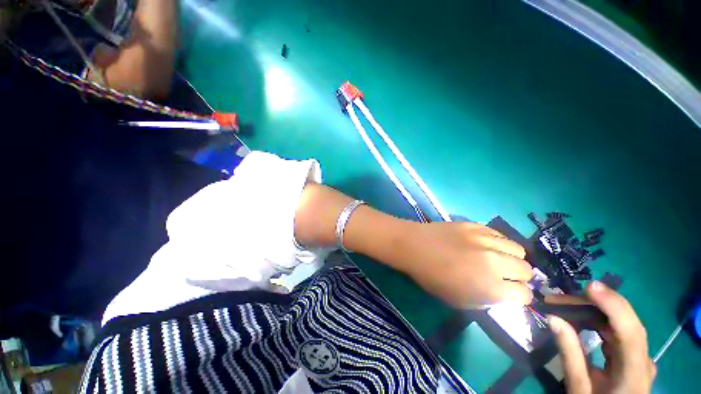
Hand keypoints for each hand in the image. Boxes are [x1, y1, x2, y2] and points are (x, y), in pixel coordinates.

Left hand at [399, 222, 532, 307]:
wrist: (415, 246)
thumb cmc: (431, 277)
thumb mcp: (459, 301)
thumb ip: (486, 300)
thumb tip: (501, 294)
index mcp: (492, 287)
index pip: (524, 294)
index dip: (519, 296)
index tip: (510, 293)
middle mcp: (496, 262)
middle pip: (526, 269)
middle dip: (519, 276)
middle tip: (504, 276)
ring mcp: (486, 240)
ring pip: (518, 249)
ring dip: (512, 257)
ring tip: (498, 258)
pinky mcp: (476, 226)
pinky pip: (499, 234)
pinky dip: (499, 242)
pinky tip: (486, 244)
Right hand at [549, 282, 655, 393]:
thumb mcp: (579, 387)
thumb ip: (570, 354)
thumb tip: (553, 318)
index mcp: (634, 372)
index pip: (630, 331)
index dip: (613, 305)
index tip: (589, 287)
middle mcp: (643, 359)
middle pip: (624, 322)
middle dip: (594, 304)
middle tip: (559, 299)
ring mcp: (641, 356)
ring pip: (620, 323)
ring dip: (593, 311)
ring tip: (564, 305)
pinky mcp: (633, 355)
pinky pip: (617, 331)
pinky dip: (598, 321)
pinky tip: (581, 318)